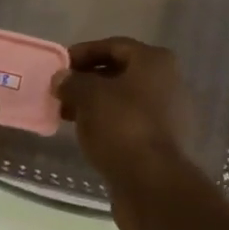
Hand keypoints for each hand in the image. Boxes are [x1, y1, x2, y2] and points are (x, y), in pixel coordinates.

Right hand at [55, 37, 206, 229]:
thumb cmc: (122, 126)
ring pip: (124, 100)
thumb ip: (72, 82)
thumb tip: (62, 78)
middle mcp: (167, 82)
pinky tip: (86, 134)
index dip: (83, 52)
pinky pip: (129, 122)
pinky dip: (108, 123)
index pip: (114, 46)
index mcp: (154, 62)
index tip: (60, 66)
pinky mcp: (162, 141)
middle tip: (60, 91)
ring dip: (95, 103)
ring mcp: (168, 114)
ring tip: (68, 114)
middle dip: (88, 80)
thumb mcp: (89, 96)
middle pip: (120, 72)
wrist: (152, 183)